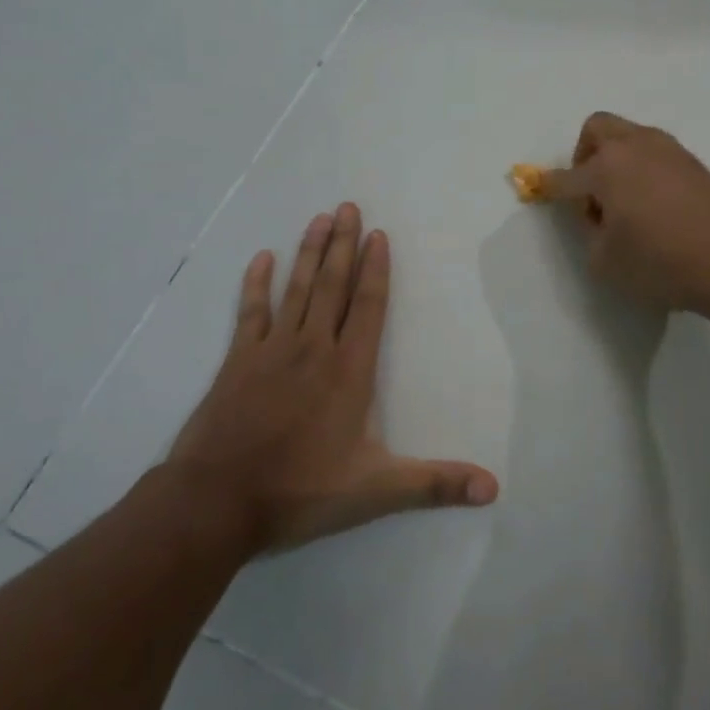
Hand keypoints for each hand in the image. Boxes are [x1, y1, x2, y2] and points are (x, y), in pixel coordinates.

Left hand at [169, 204, 498, 550]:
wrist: (215, 503)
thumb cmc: (300, 491)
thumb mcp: (376, 491)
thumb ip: (435, 484)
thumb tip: (494, 488)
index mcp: (349, 371)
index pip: (367, 306)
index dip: (375, 268)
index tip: (378, 234)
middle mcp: (313, 349)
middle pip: (332, 285)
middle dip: (343, 244)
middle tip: (348, 206)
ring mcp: (271, 351)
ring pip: (296, 289)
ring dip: (309, 253)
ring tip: (319, 218)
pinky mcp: (236, 362)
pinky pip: (250, 313)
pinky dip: (256, 284)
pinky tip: (261, 259)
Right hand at [542, 113, 709, 311]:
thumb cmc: (661, 262)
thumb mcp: (606, 262)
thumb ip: (592, 235)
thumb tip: (601, 218)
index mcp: (606, 167)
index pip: (566, 177)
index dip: (549, 187)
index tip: (540, 190)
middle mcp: (635, 147)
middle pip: (597, 129)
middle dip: (584, 155)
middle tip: (591, 193)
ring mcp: (669, 151)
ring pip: (630, 137)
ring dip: (617, 160)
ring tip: (625, 203)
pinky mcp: (695, 164)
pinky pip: (656, 154)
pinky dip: (644, 170)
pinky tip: (654, 205)